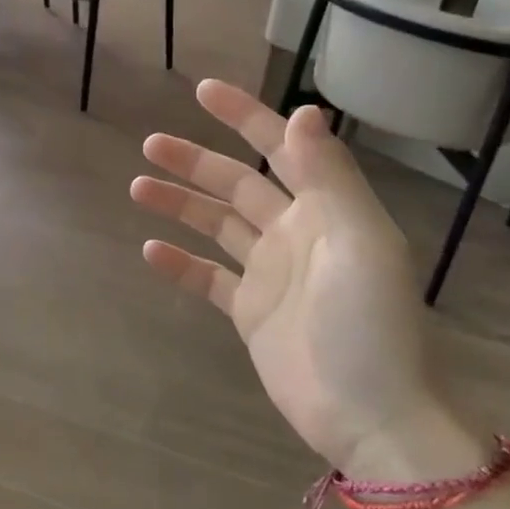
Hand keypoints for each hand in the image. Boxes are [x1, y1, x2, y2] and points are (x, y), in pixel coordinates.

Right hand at [130, 80, 435, 468]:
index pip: (281, 147)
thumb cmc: (369, 323)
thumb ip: (328, 175)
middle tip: (151, 144)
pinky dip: (181, 264)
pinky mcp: (250, 312)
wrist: (372, 417)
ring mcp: (269, 273)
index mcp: (326, 209)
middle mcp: (295, 232)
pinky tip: (151, 251)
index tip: (203, 91)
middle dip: (196, 161)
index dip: (245, 116)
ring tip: (137, 187)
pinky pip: (208, 278)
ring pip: (217, 225)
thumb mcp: (357, 240)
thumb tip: (303, 109)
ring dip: (180, 204)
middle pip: (238, 183)